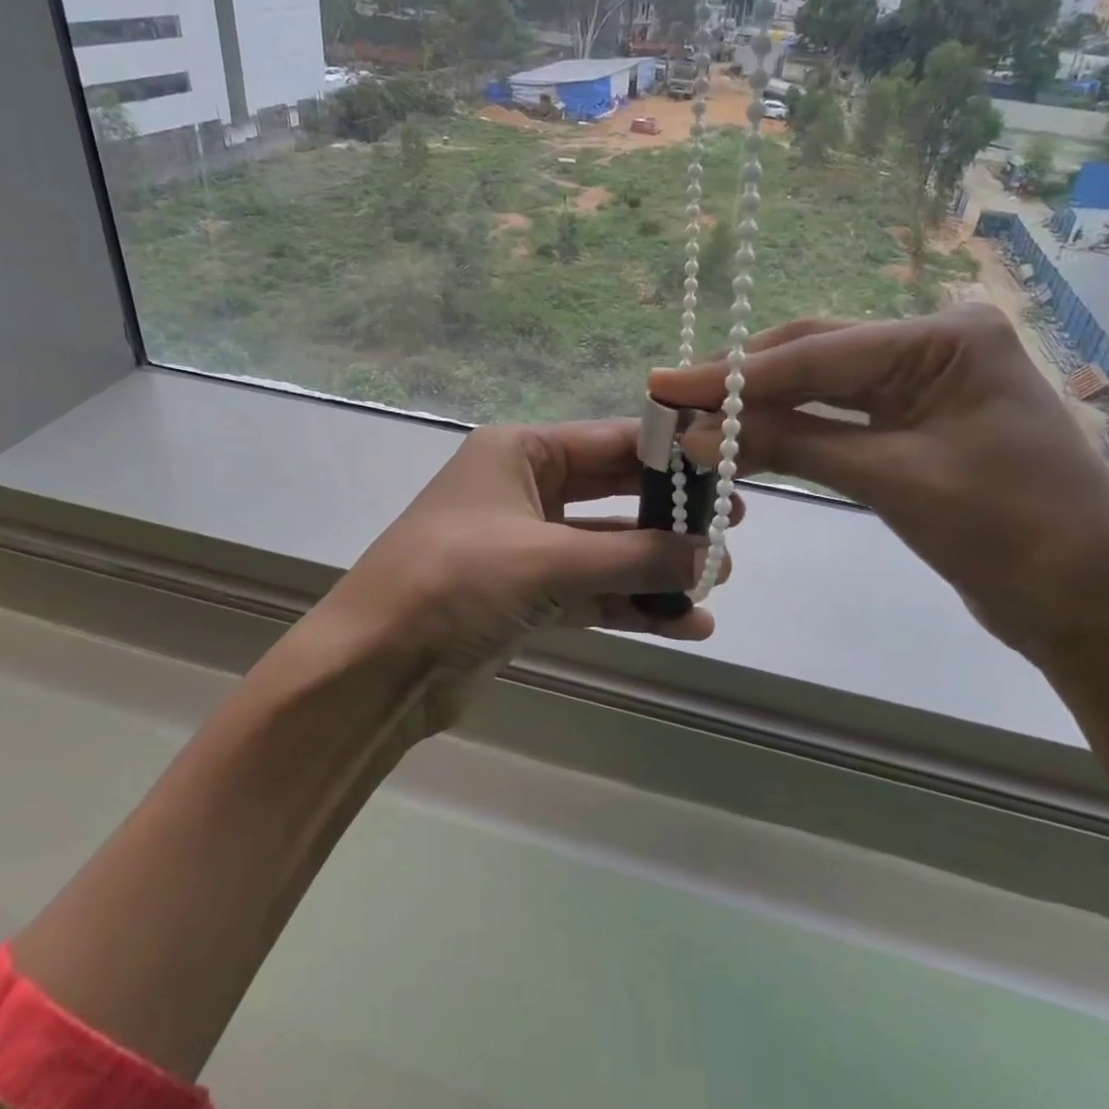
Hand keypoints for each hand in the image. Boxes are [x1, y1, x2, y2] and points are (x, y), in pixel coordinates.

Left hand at [314, 420, 733, 728]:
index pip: (610, 442)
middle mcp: (523, 490)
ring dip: (656, 567)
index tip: (726, 473)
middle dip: (669, 516)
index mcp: (519, 453)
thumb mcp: (548, 559)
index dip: (670, 457)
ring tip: (717, 582)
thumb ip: (633, 558)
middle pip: (612, 494)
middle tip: (734, 530)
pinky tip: (685, 624)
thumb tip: (710, 555)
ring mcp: (525, 546)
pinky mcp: (525, 597)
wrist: (375, 666)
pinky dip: (631, 606)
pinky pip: (591, 592)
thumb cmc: (455, 582)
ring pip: (606, 550)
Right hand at [649, 305, 1108, 665]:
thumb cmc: (1011, 533)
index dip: (735, 374)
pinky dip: (791, 433)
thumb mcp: (892, 479)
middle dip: (743, 383)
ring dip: (760, 409)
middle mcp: (932, 347)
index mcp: (944, 338)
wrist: (1093, 610)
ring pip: (821, 389)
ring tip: (694, 419)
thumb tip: (696, 432)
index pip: (817, 354)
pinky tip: (744, 441)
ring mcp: (923, 386)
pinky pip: (838, 421)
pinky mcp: (914, 426)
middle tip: (670, 399)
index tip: (663, 383)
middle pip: (815, 358)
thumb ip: (792, 444)